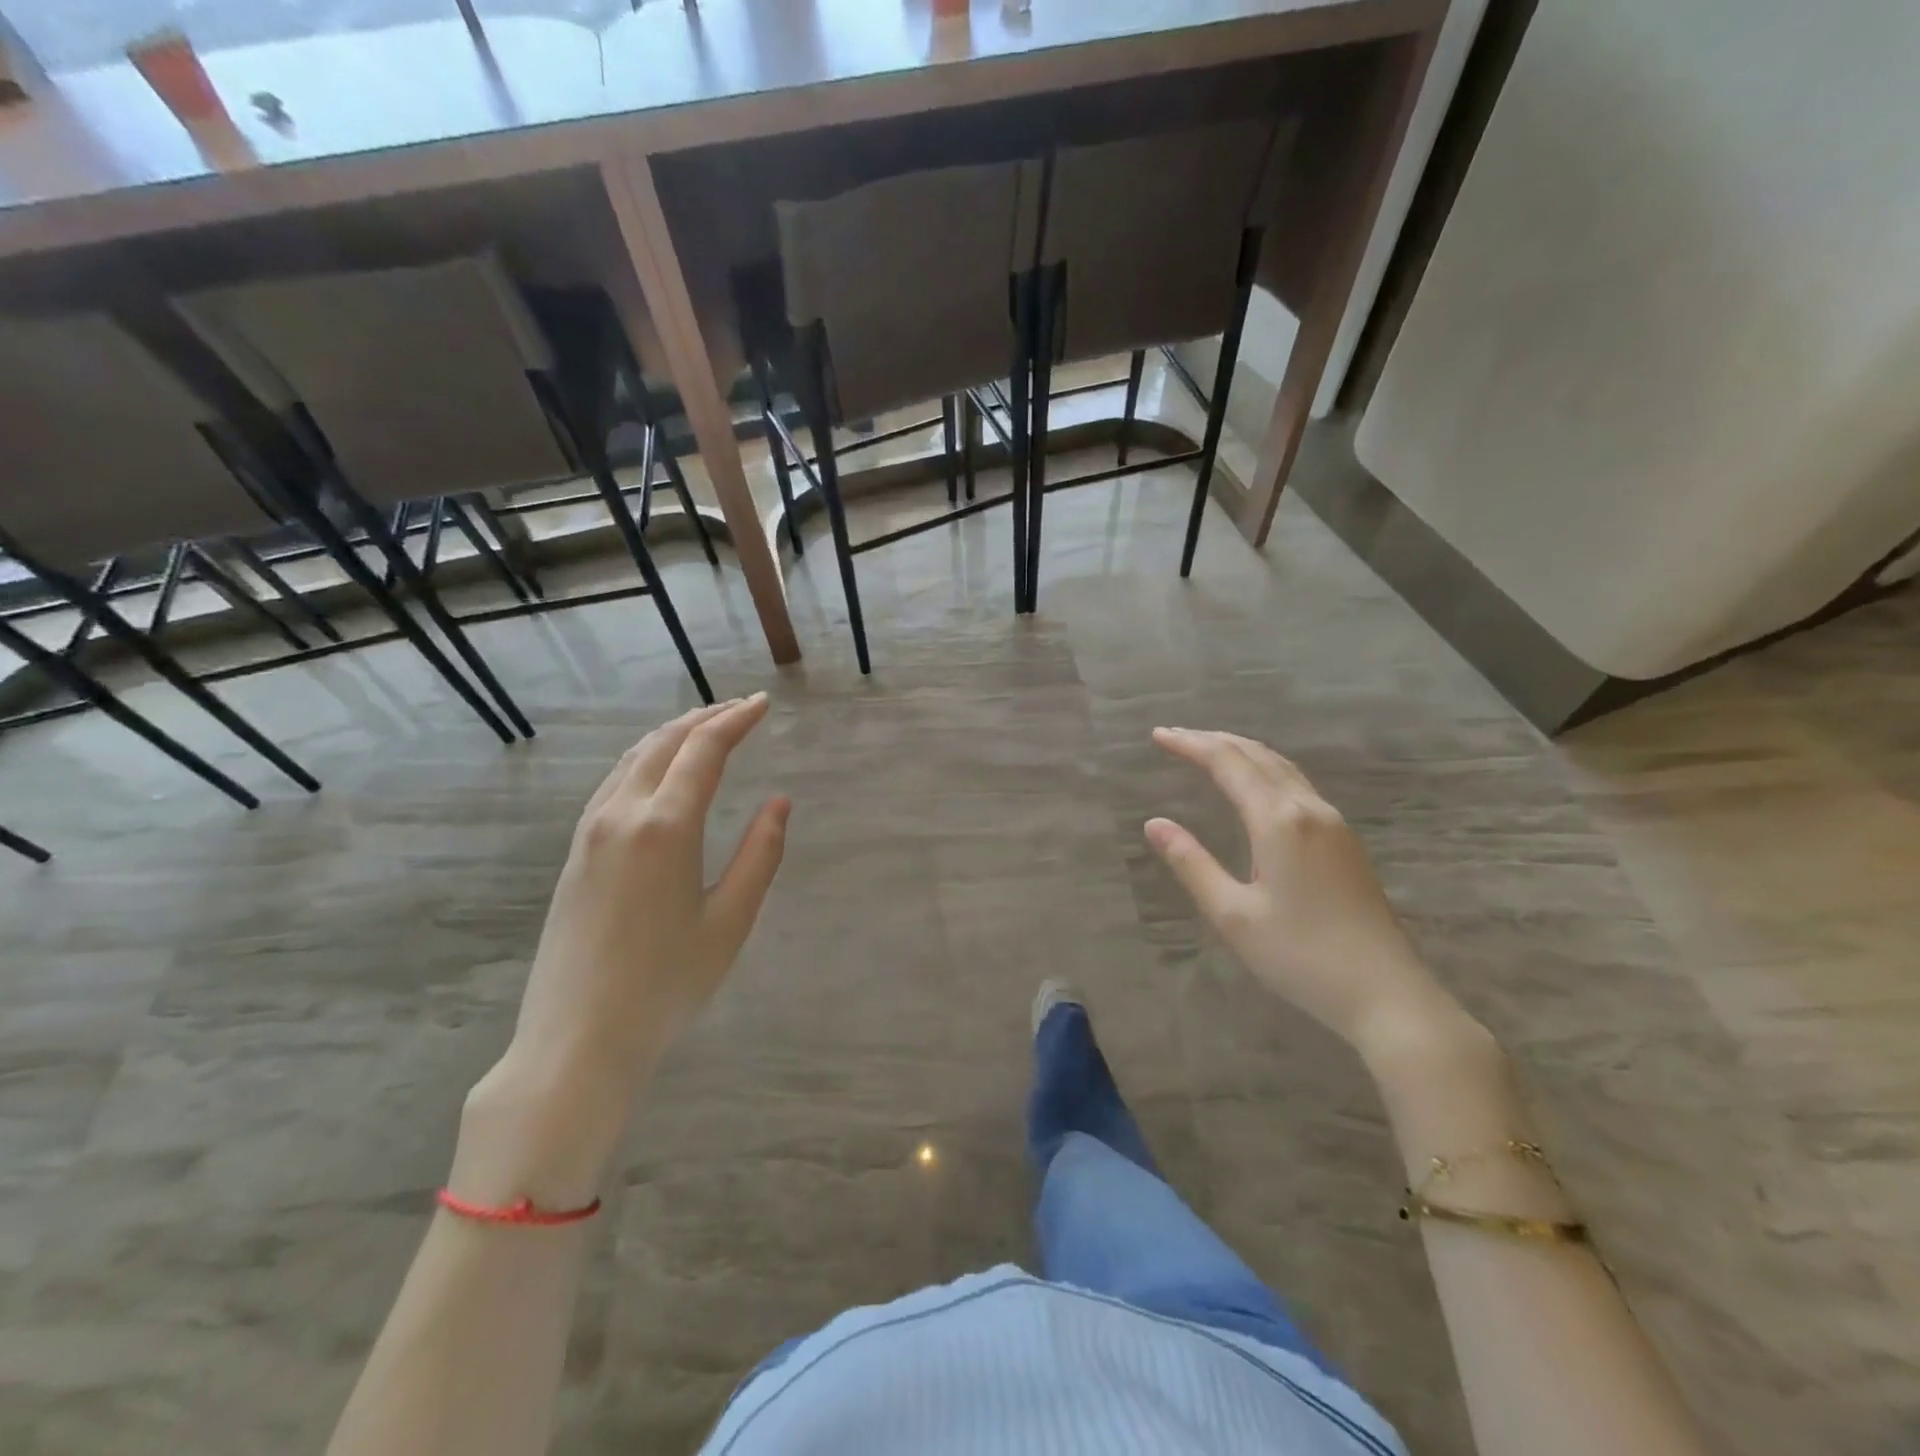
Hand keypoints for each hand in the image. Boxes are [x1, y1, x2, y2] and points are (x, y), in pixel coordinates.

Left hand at [455, 696, 788, 1205]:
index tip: (762, 704)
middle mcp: (621, 815)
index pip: (703, 750)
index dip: (736, 720)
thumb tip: (779, 803)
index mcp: (665, 827)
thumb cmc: (666, 984)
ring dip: (673, 735)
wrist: (576, 1040)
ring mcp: (590, 832)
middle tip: (741, 709)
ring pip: (633, 759)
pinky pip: (614, 783)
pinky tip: (659, 773)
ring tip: (705, 729)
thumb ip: (761, 855)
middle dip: (705, 718)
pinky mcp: (576, 853)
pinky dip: (646, 760)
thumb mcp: (730, 921)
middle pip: (664, 743)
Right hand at [1144, 727, 1464, 1056]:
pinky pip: (1296, 784)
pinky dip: (1264, 769)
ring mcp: (1333, 823)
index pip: (1228, 764)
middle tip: (1175, 737)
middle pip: (1257, 755)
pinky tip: (1254, 784)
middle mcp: (1308, 809)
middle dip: (1213, 740)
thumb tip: (1155, 823)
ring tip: (1207, 750)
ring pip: (1282, 766)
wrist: (1387, 993)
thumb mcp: (1232, 915)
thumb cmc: (1300, 956)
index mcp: (1278, 821)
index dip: (1191, 745)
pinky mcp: (1344, 841)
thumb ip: (1191, 864)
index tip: (1158, 736)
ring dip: (1241, 751)